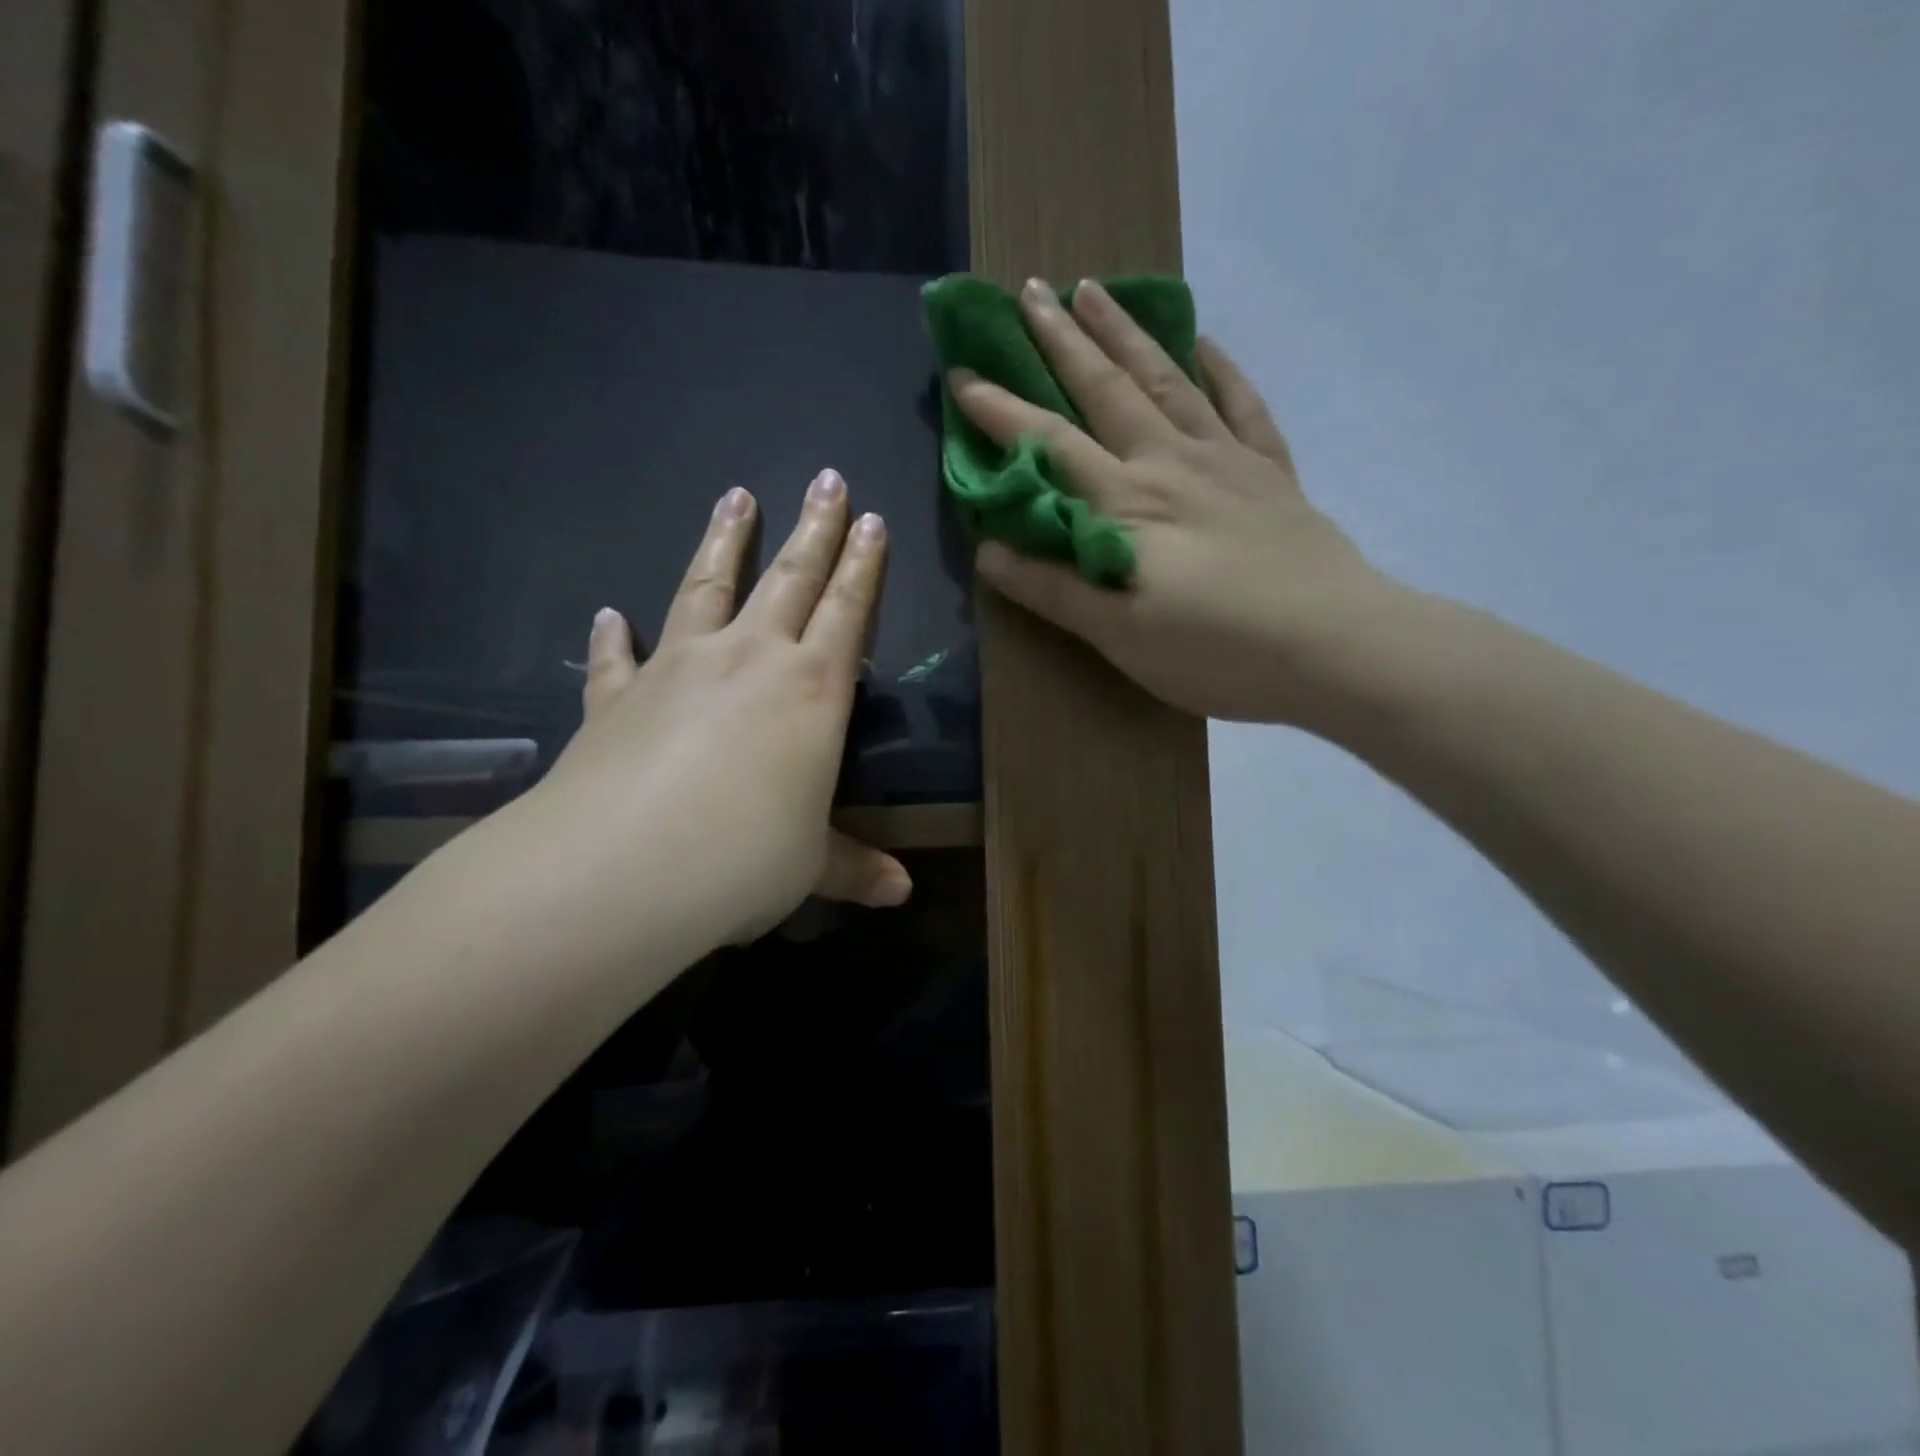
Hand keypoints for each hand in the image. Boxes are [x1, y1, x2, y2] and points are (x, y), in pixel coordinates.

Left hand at [510, 471, 909, 952]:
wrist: (624, 867)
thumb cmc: (745, 859)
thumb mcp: (812, 867)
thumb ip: (855, 867)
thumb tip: (901, 893)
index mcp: (811, 691)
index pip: (848, 611)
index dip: (863, 566)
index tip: (872, 519)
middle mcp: (749, 660)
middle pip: (789, 577)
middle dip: (814, 527)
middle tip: (827, 478)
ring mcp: (679, 669)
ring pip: (708, 587)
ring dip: (725, 540)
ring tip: (735, 496)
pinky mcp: (619, 696)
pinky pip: (619, 656)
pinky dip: (614, 634)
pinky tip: (608, 613)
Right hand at [952, 277, 1401, 726]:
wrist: (1334, 647)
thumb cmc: (1216, 652)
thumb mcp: (1120, 636)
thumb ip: (1055, 590)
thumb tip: (988, 553)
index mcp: (1127, 505)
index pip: (1050, 445)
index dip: (1002, 411)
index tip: (963, 375)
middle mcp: (1169, 464)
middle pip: (1106, 391)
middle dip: (1061, 341)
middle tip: (1029, 290)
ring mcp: (1226, 460)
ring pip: (1167, 381)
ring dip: (1126, 334)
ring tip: (1095, 289)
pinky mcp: (1270, 472)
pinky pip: (1243, 405)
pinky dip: (1222, 369)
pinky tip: (1204, 343)